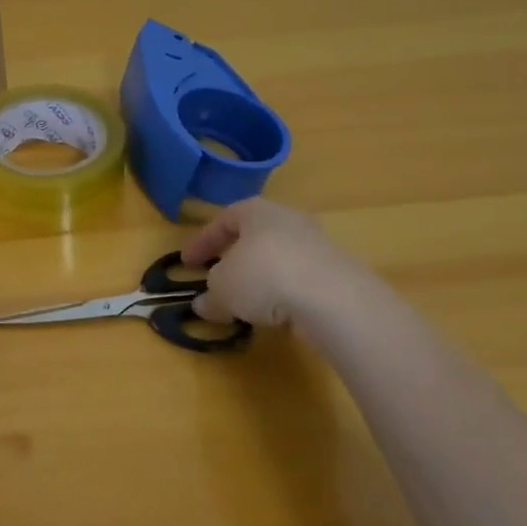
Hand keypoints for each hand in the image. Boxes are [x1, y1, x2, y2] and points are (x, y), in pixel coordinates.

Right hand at [178, 198, 366, 328]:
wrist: (334, 299)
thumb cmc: (264, 276)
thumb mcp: (223, 288)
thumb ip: (211, 295)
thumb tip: (204, 305)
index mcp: (255, 210)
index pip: (222, 221)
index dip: (202, 242)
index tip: (187, 263)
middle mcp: (287, 219)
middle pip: (253, 236)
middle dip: (234, 257)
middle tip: (219, 277)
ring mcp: (317, 244)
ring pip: (279, 257)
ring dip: (261, 277)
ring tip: (249, 302)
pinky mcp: (338, 273)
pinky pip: (301, 279)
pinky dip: (285, 293)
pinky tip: (278, 314)